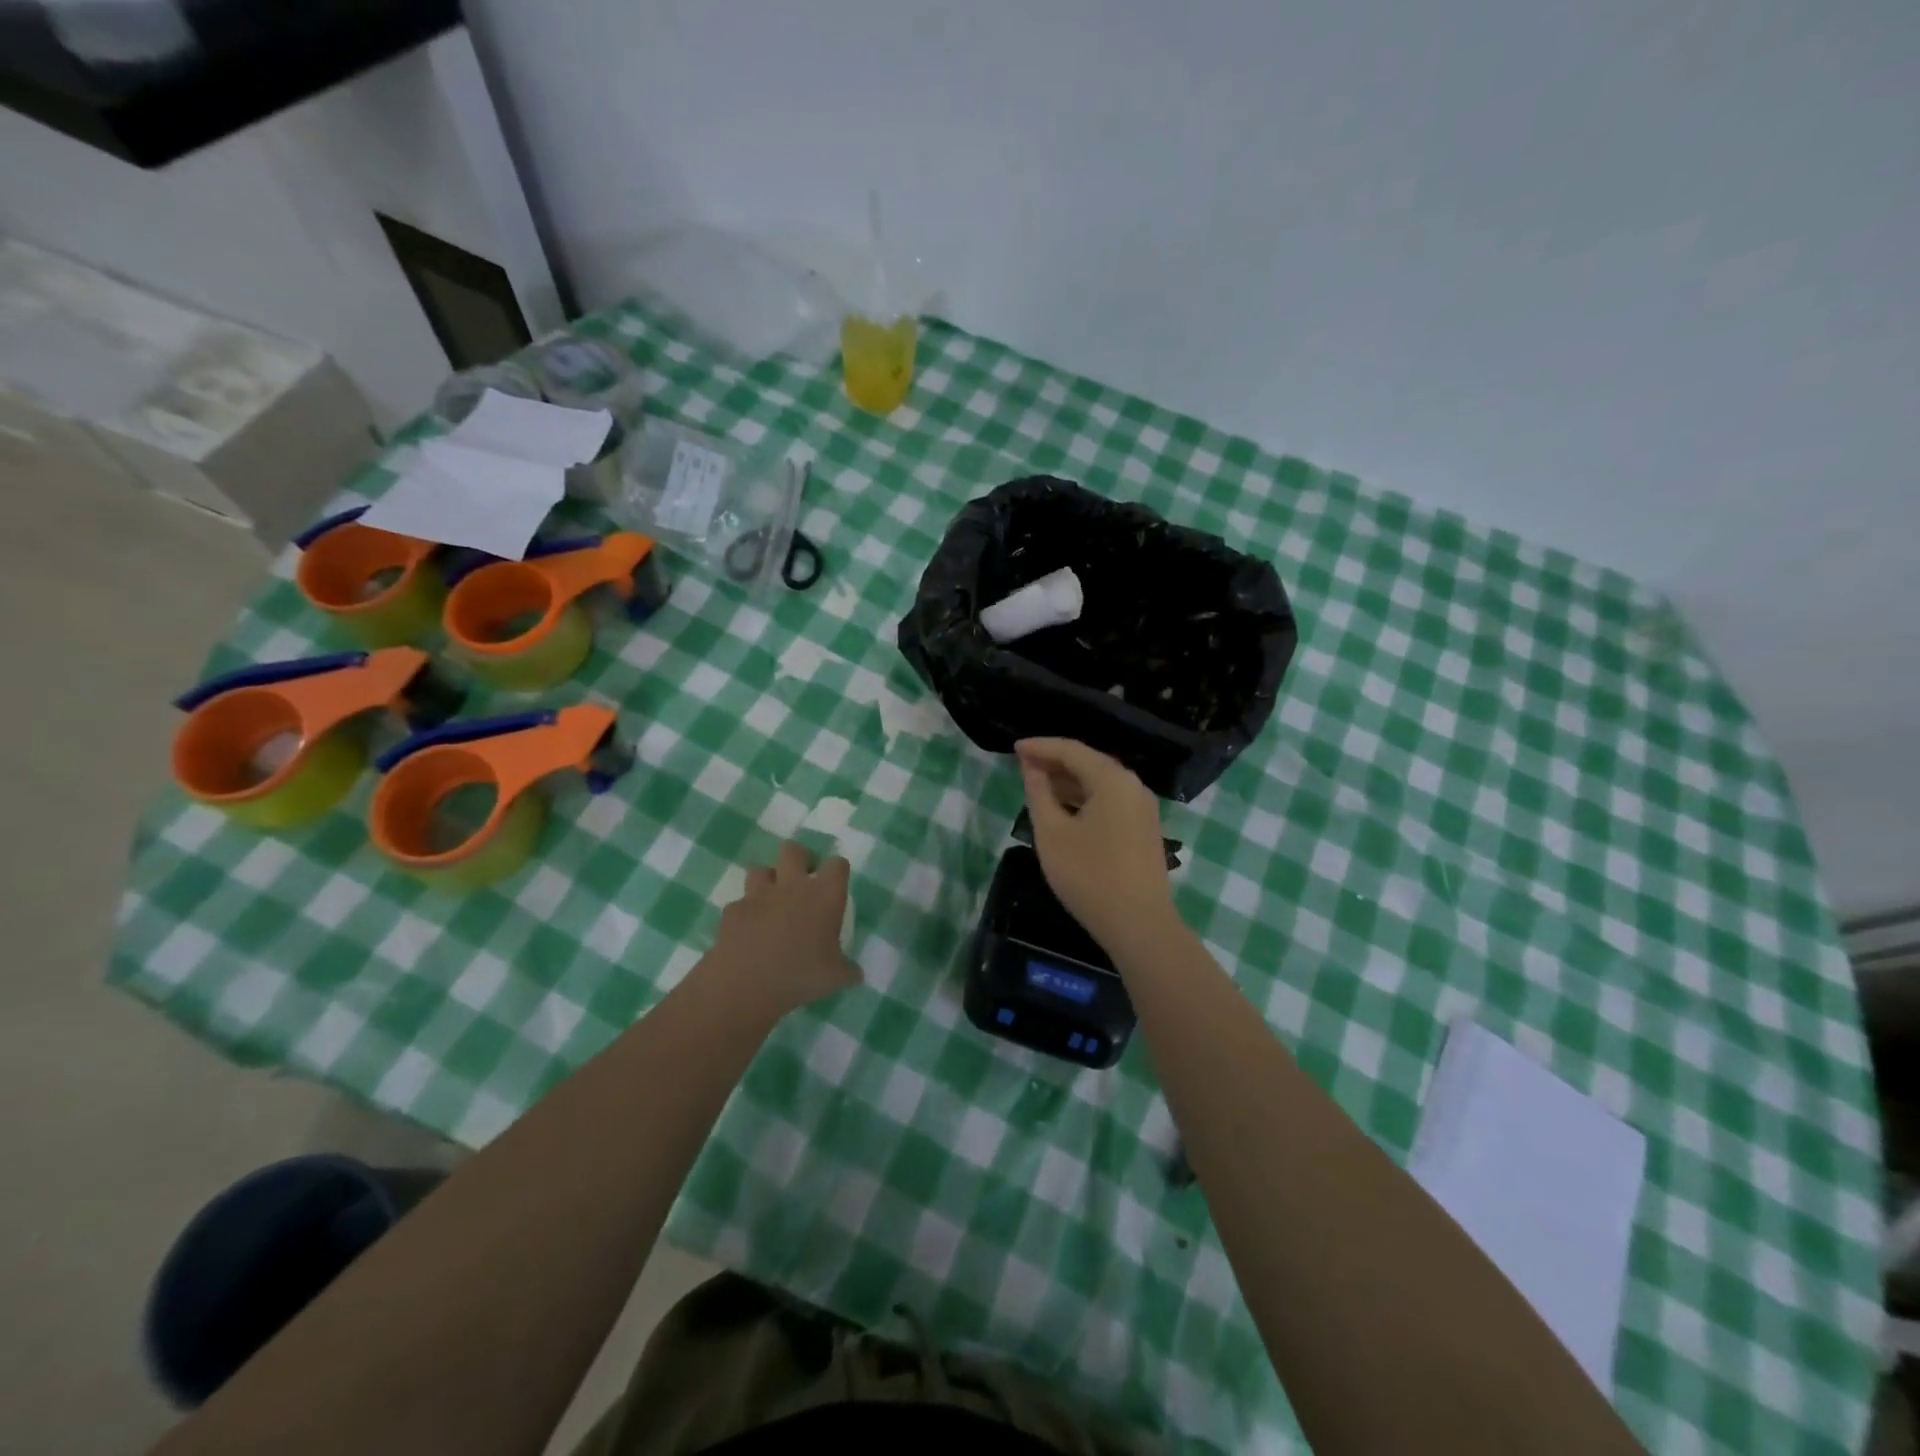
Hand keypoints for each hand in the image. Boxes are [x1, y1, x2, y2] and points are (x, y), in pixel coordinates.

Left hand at [705, 841, 860, 1019]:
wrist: (746, 985)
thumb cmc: (800, 976)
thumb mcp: (836, 978)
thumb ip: (848, 970)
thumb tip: (856, 974)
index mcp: (824, 896)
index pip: (837, 864)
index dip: (837, 871)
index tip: (836, 885)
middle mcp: (792, 886)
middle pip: (794, 850)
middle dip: (799, 859)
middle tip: (803, 882)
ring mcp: (758, 896)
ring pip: (760, 869)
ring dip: (768, 881)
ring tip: (772, 902)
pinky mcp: (733, 911)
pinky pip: (740, 903)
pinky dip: (745, 913)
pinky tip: (748, 931)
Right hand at [1016, 737, 1177, 950]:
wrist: (1139, 925)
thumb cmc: (1089, 875)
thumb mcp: (1052, 833)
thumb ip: (1039, 793)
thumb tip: (1032, 767)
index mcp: (1112, 780)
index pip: (1071, 750)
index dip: (1040, 746)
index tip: (1013, 748)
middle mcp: (1132, 786)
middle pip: (1089, 762)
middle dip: (1054, 762)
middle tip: (1022, 765)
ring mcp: (1142, 808)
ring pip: (1100, 783)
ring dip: (1068, 782)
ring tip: (1037, 786)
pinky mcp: (1143, 829)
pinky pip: (1110, 801)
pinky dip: (1084, 798)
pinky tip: (1064, 810)